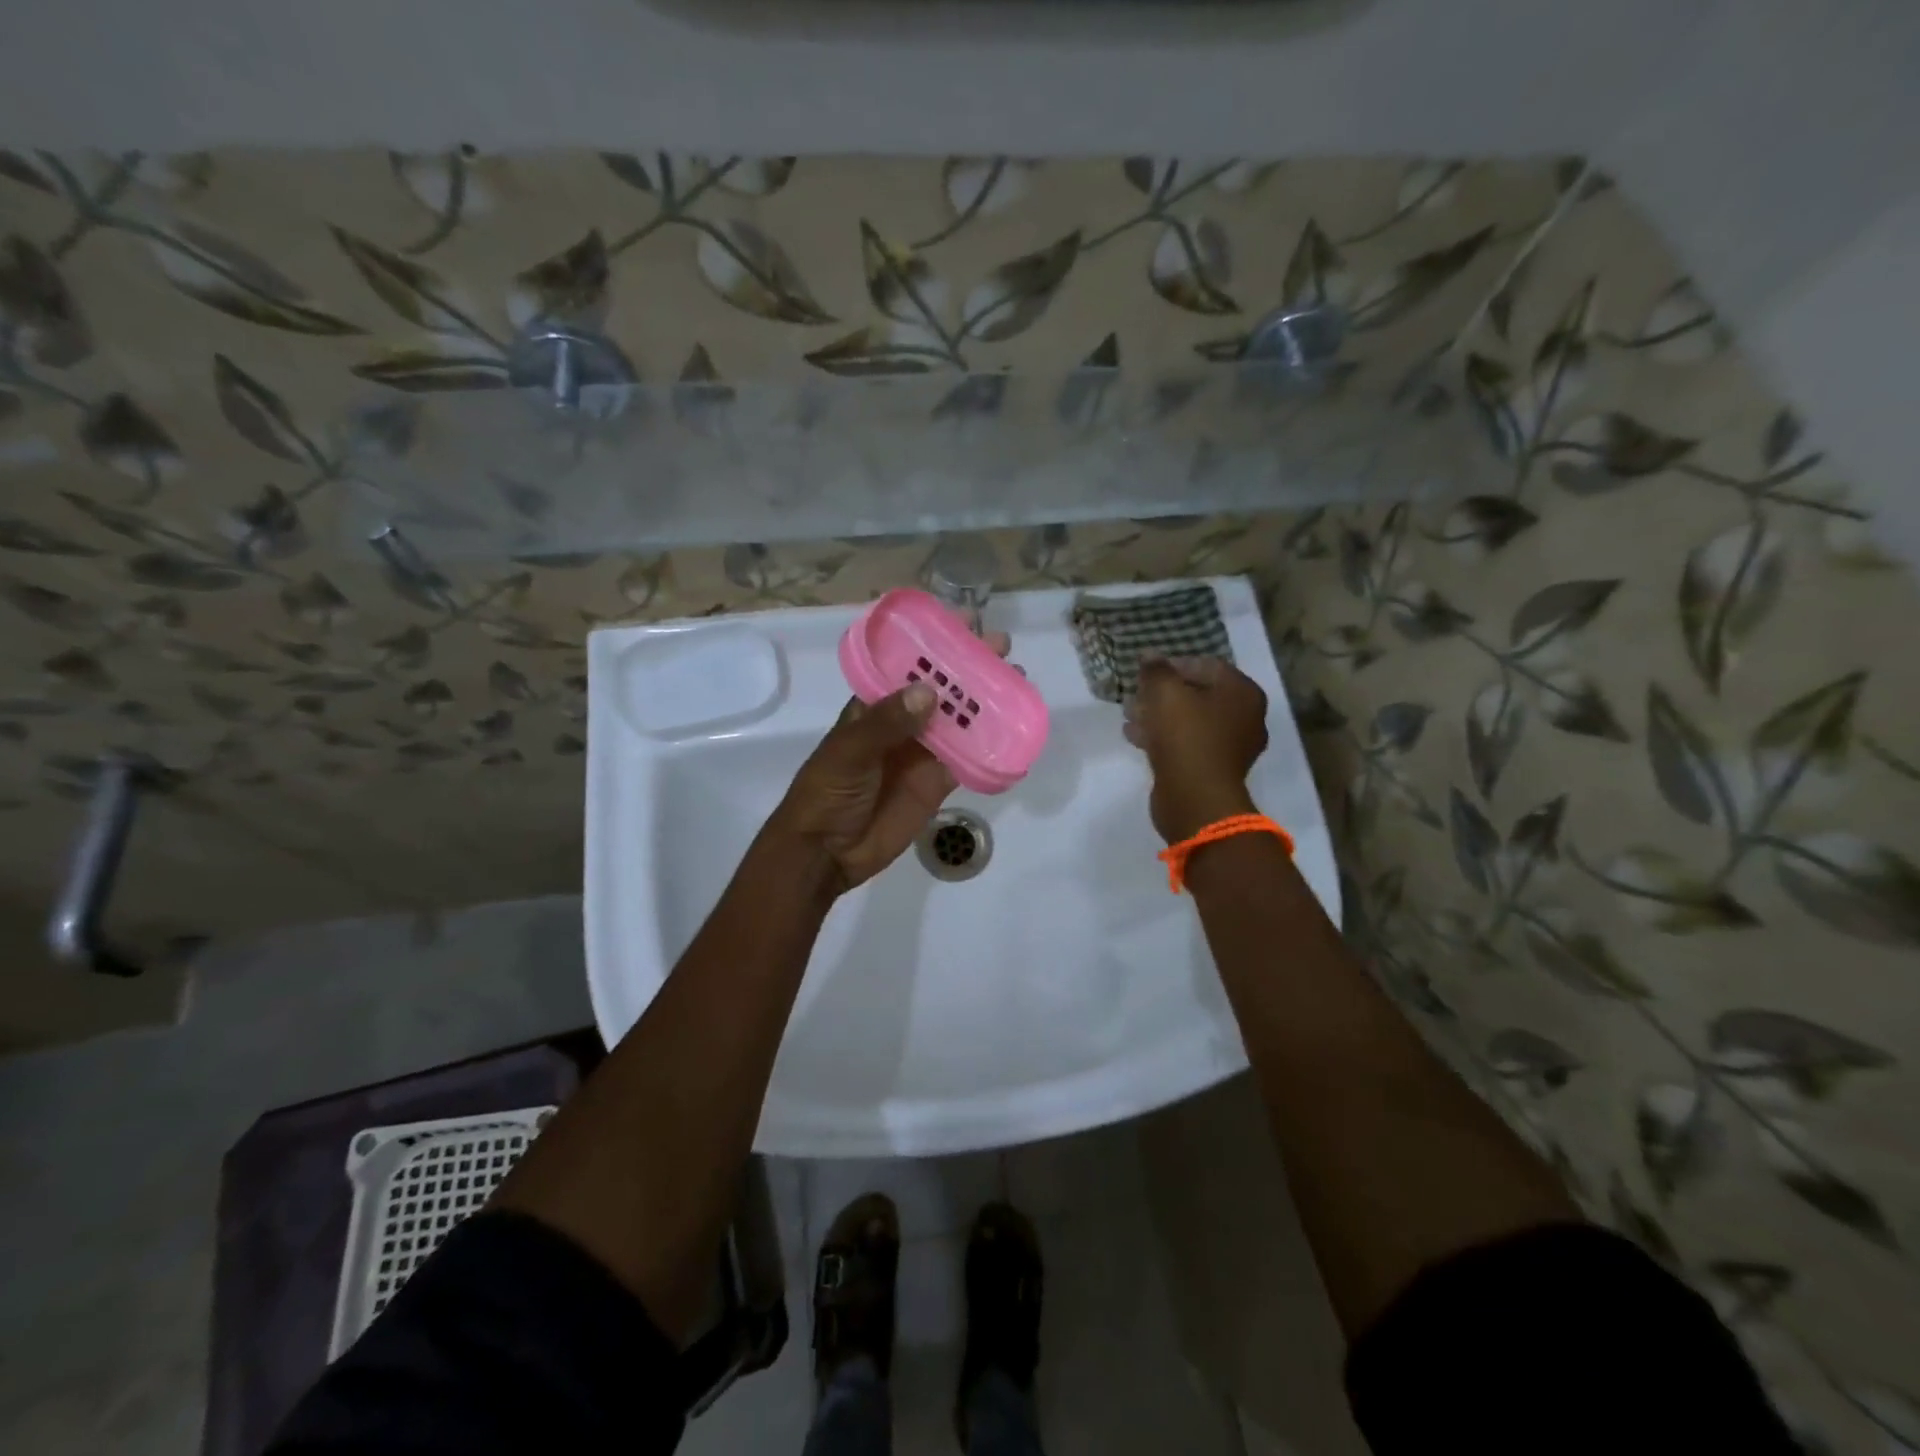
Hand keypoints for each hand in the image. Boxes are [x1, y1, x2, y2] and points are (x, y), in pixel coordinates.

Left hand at [771, 631, 1011, 895]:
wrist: (825, 853)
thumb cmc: (827, 793)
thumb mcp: (849, 752)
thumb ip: (887, 723)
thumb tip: (930, 692)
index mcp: (873, 706)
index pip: (906, 666)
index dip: (934, 644)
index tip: (964, 621)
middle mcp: (901, 723)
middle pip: (941, 689)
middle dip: (969, 667)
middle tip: (1001, 646)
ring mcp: (921, 752)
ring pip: (959, 721)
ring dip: (984, 702)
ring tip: (1016, 679)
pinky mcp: (937, 782)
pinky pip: (967, 759)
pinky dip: (988, 745)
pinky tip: (1012, 729)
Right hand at [1125, 655, 1268, 843]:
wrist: (1195, 798)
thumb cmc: (1186, 736)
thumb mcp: (1165, 693)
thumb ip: (1156, 670)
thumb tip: (1149, 655)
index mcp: (1243, 693)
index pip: (1207, 665)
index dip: (1173, 664)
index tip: (1146, 671)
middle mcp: (1245, 717)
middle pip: (1198, 694)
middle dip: (1163, 693)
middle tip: (1135, 693)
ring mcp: (1230, 747)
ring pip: (1189, 721)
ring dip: (1158, 715)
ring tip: (1128, 714)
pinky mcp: (1211, 770)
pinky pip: (1185, 744)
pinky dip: (1162, 737)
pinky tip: (1134, 736)